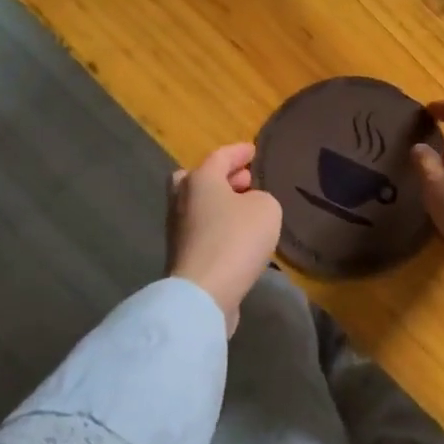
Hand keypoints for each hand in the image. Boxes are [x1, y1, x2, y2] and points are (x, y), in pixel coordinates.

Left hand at [166, 143, 281, 332]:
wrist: (203, 293)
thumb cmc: (236, 239)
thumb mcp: (266, 209)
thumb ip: (261, 198)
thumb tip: (249, 205)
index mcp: (200, 179)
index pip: (220, 156)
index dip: (239, 152)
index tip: (253, 150)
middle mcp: (182, 199)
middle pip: (197, 179)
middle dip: (221, 177)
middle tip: (244, 180)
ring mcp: (177, 229)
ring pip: (197, 206)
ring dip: (219, 203)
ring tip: (246, 209)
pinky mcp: (181, 255)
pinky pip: (201, 230)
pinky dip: (217, 226)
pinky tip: (238, 235)